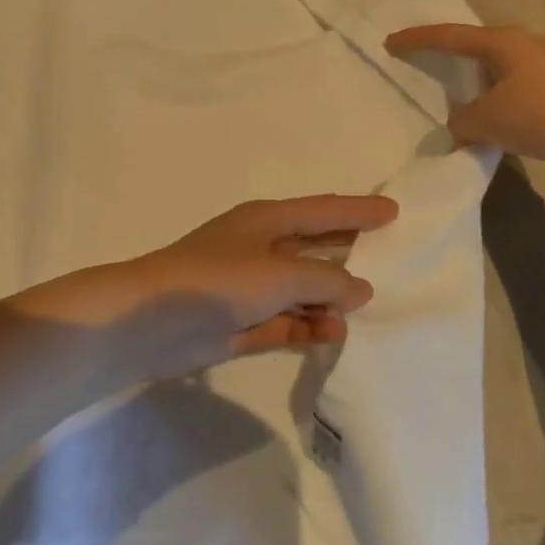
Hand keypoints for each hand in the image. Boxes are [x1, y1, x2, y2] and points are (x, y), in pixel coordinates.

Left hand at [16, 194, 397, 379]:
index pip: (323, 210)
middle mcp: (259, 249)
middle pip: (314, 247)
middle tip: (391, 259)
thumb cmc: (217, 280)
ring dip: (328, 299)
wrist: (151, 321)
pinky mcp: (239, 323)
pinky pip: (284, 322)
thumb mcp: (280, 274)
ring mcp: (248, 287)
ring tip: (366, 310)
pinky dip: (306, 327)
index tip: (394, 211)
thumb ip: (326, 281)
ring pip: (301, 289)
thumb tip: (360, 289)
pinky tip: (332, 335)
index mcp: (266, 221)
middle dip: (348, 252)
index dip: (358, 210)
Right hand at [385, 23, 544, 162]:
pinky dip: (487, 104)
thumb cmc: (544, 112)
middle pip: (469, 49)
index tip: (390, 43)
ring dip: (467, 86)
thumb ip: (463, 121)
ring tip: (443, 99)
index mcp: (499, 43)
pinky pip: (504, 94)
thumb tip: (459, 126)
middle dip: (442, 57)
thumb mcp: (489, 119)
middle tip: (415, 65)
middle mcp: (517, 48)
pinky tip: (479, 122)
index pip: (447, 37)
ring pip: (488, 74)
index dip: (416, 40)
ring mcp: (537, 70)